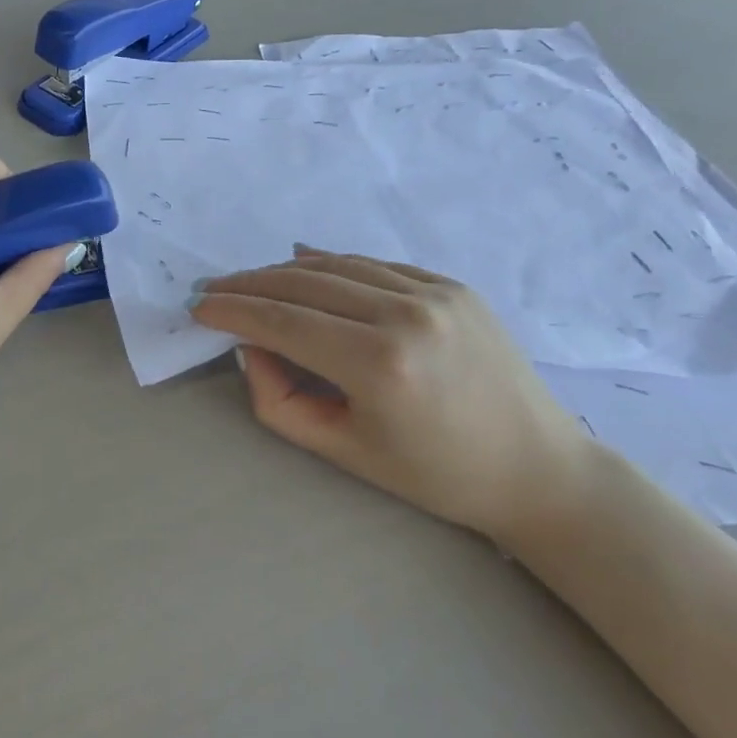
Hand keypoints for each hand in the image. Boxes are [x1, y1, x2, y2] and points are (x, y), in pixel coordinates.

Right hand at [190, 247, 595, 540]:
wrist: (537, 469)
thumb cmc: (434, 474)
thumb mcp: (343, 451)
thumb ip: (279, 400)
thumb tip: (251, 346)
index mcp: (379, 364)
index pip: (283, 322)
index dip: (233, 311)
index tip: (199, 307)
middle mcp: (405, 314)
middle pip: (303, 283)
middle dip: (249, 284)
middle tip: (214, 289)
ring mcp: (434, 292)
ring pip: (336, 265)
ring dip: (285, 270)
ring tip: (251, 280)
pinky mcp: (452, 285)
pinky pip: (374, 264)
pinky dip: (332, 263)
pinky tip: (304, 263)